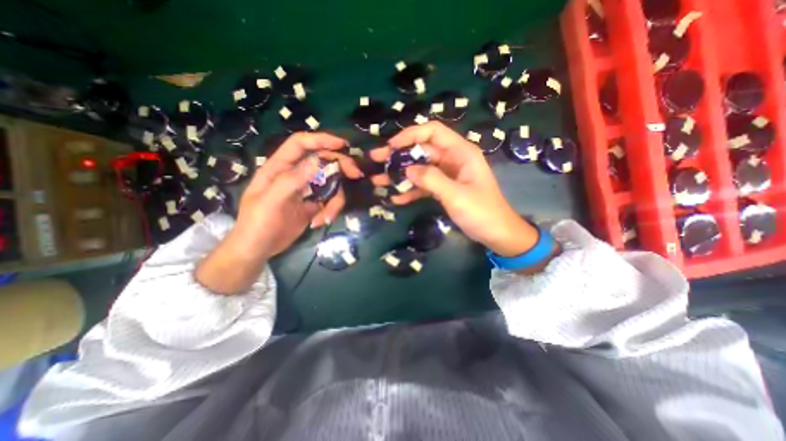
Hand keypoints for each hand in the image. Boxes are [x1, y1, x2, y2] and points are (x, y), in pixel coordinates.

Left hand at [200, 132, 364, 294]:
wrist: (259, 248)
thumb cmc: (257, 223)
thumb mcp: (271, 201)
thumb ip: (292, 180)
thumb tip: (318, 161)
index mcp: (280, 167)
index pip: (300, 144)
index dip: (321, 139)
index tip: (342, 144)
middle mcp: (296, 174)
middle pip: (323, 162)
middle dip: (340, 167)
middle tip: (355, 174)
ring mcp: (307, 190)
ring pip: (332, 184)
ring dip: (335, 200)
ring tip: (326, 217)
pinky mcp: (315, 204)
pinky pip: (331, 200)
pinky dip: (331, 210)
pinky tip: (320, 222)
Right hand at [369, 122, 541, 256]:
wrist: (497, 234)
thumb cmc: (482, 212)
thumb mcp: (456, 195)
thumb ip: (431, 179)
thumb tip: (406, 169)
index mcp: (460, 152)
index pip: (432, 131)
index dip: (410, 135)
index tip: (391, 147)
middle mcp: (452, 159)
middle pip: (421, 150)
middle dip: (398, 155)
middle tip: (376, 161)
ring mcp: (447, 175)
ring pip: (419, 169)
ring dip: (399, 175)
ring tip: (378, 181)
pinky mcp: (443, 189)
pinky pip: (423, 186)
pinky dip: (410, 191)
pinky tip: (395, 199)